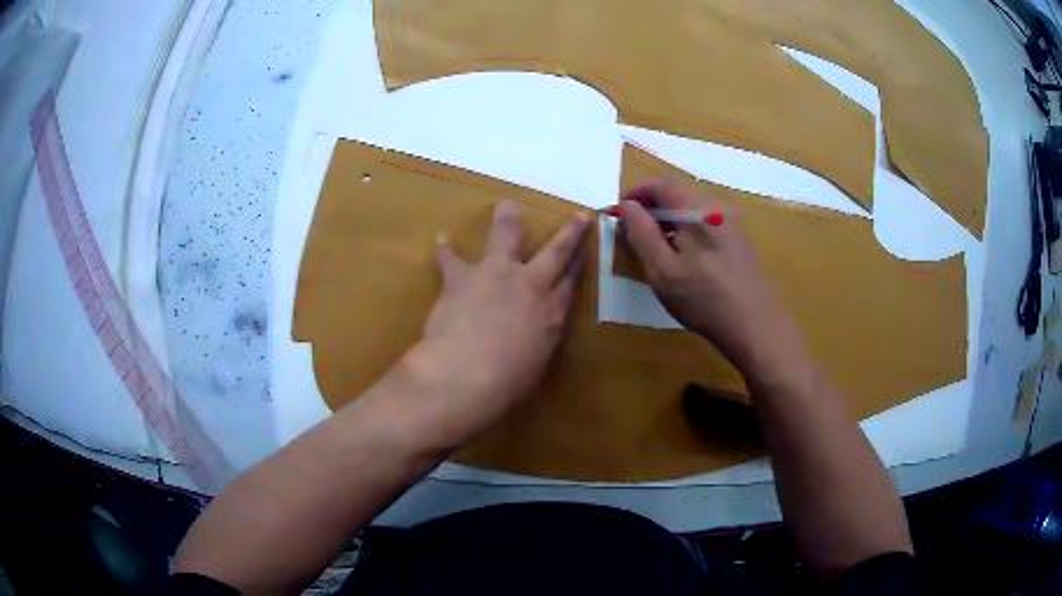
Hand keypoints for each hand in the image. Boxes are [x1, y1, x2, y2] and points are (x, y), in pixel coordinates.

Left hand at [404, 200, 589, 445]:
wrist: (466, 372)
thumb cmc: (507, 381)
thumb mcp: (536, 361)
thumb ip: (539, 338)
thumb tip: (535, 330)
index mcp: (551, 312)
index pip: (572, 281)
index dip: (580, 264)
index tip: (588, 249)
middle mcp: (529, 285)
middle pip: (555, 252)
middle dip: (569, 233)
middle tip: (578, 217)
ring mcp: (495, 275)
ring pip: (505, 236)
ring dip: (507, 218)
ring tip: (507, 204)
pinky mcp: (462, 277)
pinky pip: (451, 258)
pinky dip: (446, 249)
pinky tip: (442, 239)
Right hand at [619, 179, 799, 376]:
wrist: (754, 325)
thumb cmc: (703, 298)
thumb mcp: (662, 269)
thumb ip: (641, 233)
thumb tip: (627, 206)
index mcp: (697, 209)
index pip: (661, 184)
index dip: (637, 193)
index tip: (620, 214)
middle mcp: (717, 207)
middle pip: (678, 194)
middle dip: (651, 208)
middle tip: (633, 234)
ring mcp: (732, 223)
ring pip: (691, 210)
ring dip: (668, 221)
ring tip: (655, 248)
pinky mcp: (739, 240)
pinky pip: (705, 224)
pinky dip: (686, 231)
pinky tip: (683, 259)